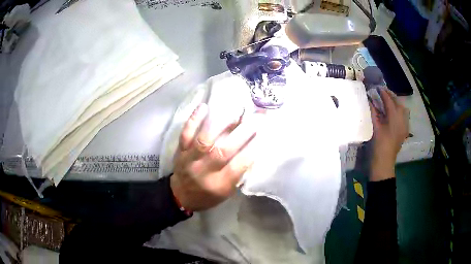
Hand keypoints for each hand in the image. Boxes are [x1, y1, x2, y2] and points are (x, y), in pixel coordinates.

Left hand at [170, 103, 261, 210]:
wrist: (180, 196)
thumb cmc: (208, 195)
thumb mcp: (227, 192)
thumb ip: (238, 173)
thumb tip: (251, 148)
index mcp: (219, 185)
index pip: (238, 166)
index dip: (251, 150)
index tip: (263, 135)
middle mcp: (204, 172)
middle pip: (223, 151)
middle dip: (242, 133)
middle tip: (256, 118)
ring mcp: (190, 159)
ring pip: (204, 140)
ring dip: (220, 123)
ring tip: (234, 109)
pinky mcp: (180, 151)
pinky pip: (185, 134)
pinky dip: (194, 120)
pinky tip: (203, 107)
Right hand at [369, 88, 409, 180]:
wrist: (384, 163)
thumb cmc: (378, 146)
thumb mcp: (375, 129)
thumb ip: (373, 113)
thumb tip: (370, 100)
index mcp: (394, 120)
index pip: (390, 102)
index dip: (384, 94)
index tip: (378, 87)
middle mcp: (402, 121)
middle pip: (399, 104)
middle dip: (392, 96)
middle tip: (384, 92)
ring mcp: (404, 127)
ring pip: (403, 110)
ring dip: (397, 103)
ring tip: (390, 100)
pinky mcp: (404, 132)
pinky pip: (404, 117)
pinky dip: (399, 111)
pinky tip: (395, 112)